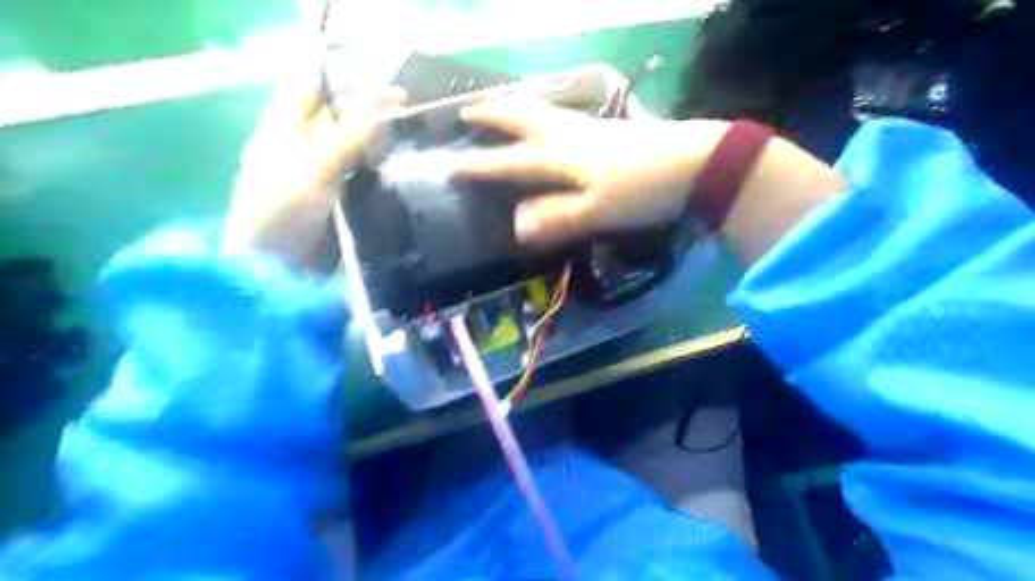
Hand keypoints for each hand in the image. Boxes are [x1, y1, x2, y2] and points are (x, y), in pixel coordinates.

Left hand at [224, 69, 404, 266]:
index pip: (318, 85)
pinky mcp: (342, 194)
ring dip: (384, 140)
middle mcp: (308, 141)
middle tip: (412, 118)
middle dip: (375, 112)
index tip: (391, 93)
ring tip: (415, 142)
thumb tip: (384, 105)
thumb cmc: (282, 211)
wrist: (277, 265)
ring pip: (359, 142)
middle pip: (344, 113)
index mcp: (288, 125)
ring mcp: (326, 169)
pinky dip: (384, 166)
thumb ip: (348, 135)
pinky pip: (366, 171)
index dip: (351, 82)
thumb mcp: (314, 167)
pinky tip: (405, 168)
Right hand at [455, 95, 725, 243]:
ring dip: (516, 108)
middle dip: (493, 115)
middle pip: (523, 118)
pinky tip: (550, 120)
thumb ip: (556, 218)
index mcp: (561, 156)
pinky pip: (563, 116)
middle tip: (466, 111)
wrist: (696, 162)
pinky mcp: (609, 130)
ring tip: (499, 110)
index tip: (451, 167)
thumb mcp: (597, 211)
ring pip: (544, 111)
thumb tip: (515, 227)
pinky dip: (543, 113)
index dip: (481, 166)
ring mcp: (590, 128)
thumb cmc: (642, 190)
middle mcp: (569, 135)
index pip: (511, 161)